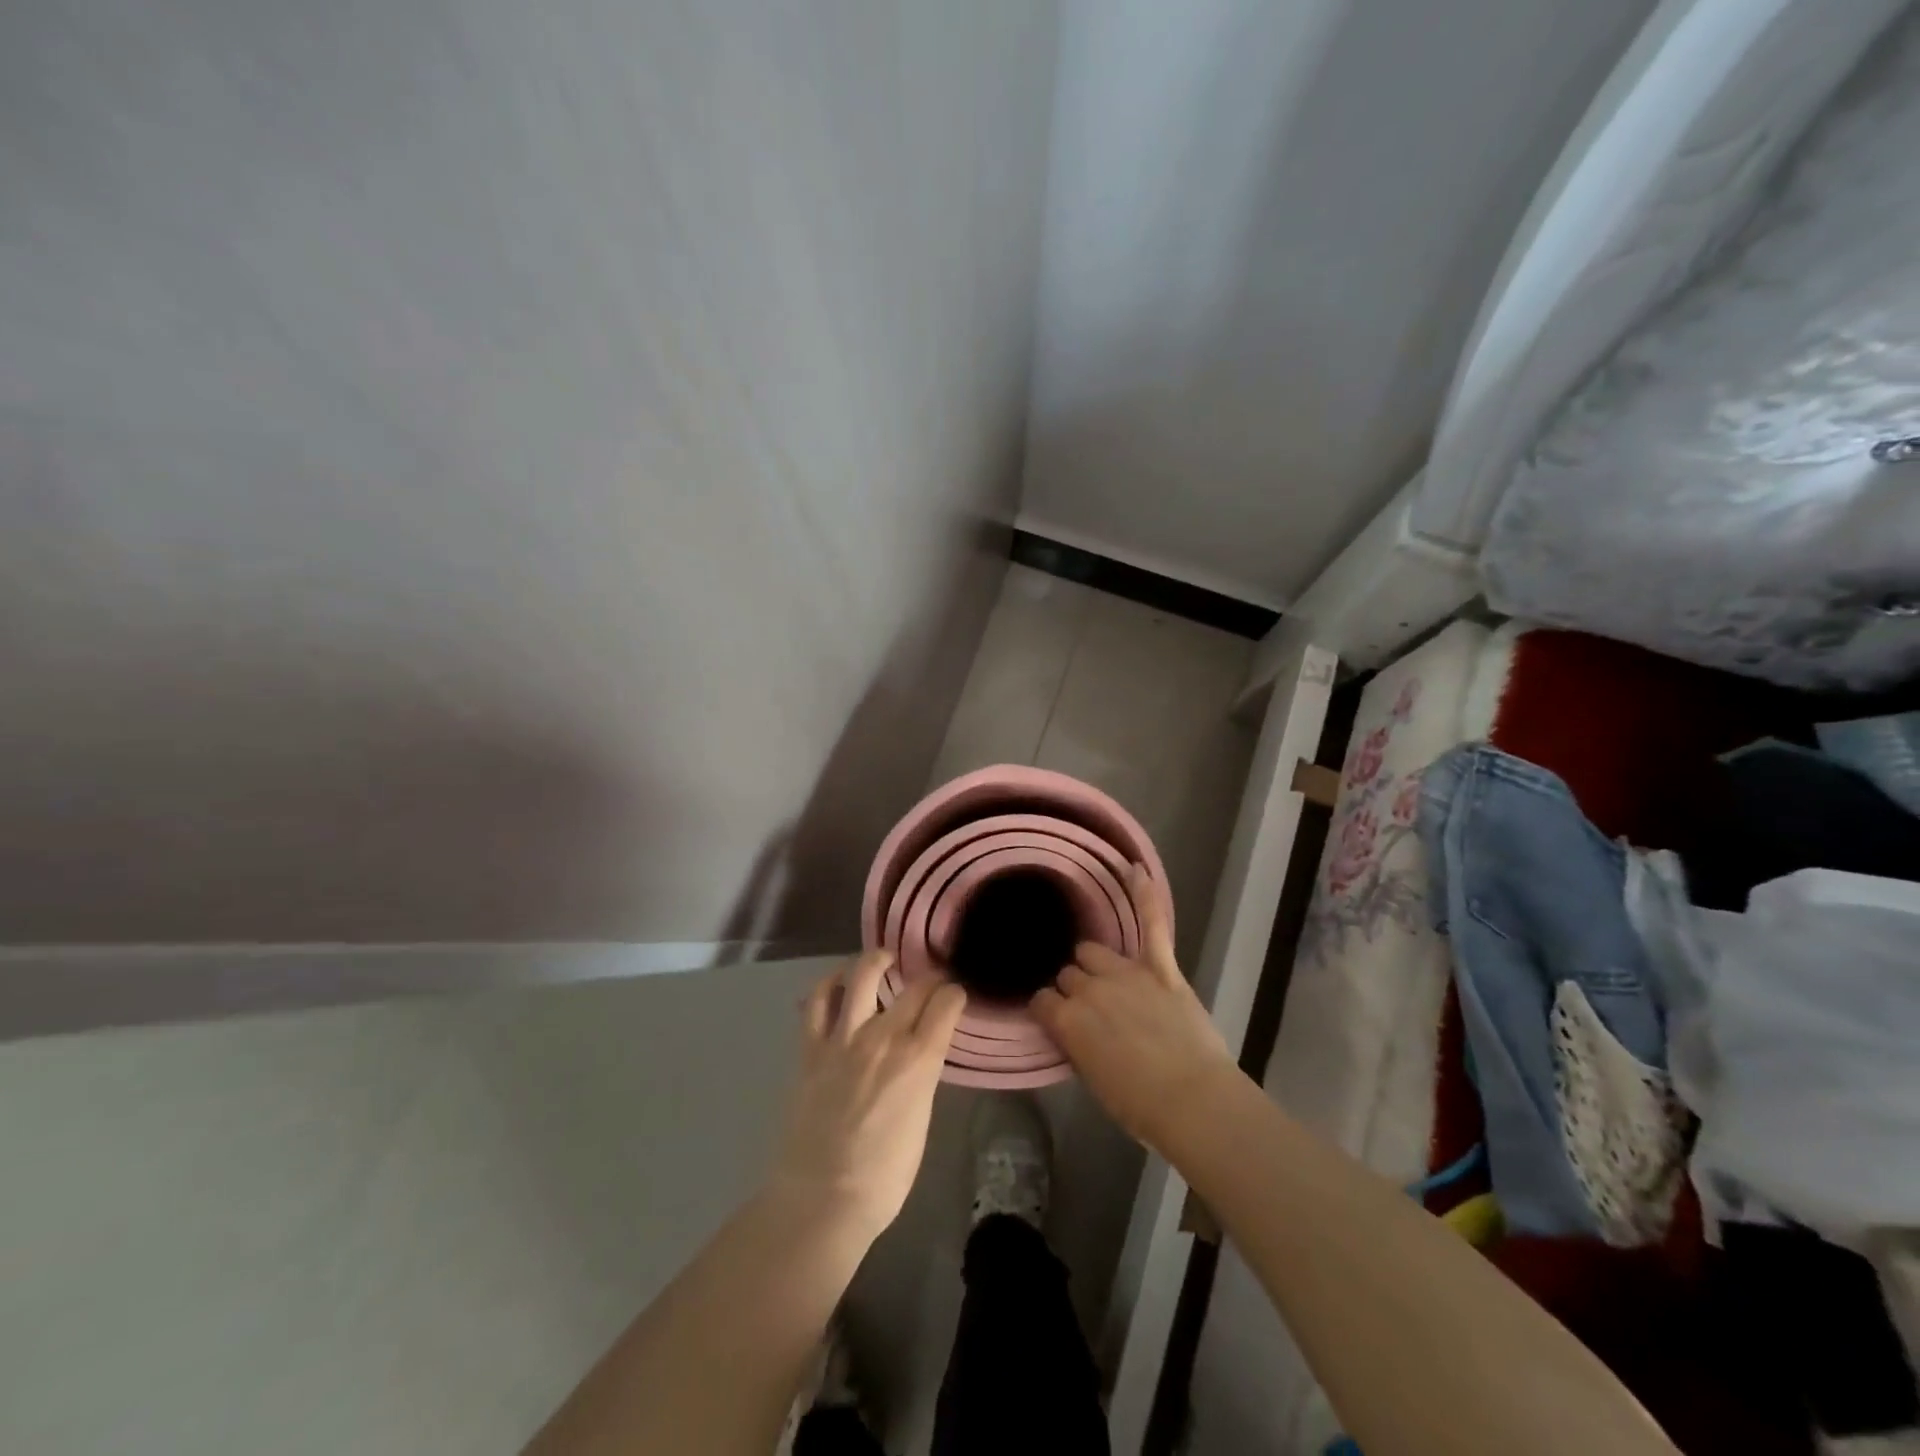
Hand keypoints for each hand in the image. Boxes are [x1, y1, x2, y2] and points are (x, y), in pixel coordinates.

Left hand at [768, 950, 967, 1243]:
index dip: (954, 993)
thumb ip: (922, 1077)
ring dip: (877, 961)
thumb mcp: (921, 1120)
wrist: (822, 1198)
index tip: (955, 995)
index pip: (946, 1003)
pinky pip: (817, 1000)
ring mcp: (844, 1037)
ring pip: (862, 975)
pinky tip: (838, 982)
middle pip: (914, 987)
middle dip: (928, 978)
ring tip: (883, 960)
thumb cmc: (884, 1176)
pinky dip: (829, 984)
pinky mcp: (812, 1047)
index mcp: (919, 1058)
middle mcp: (884, 1036)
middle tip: (930, 981)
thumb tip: (920, 1058)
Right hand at [1031, 865, 1238, 1153]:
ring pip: (1093, 951)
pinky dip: (1145, 896)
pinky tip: (1136, 869)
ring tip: (1106, 979)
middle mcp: (1089, 989)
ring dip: (1094, 964)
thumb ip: (1077, 1044)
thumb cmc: (1140, 1106)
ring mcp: (1125, 974)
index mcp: (1067, 1021)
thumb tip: (1073, 1029)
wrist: (1194, 1102)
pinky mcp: (1160, 969)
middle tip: (1092, 1010)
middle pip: (1068, 974)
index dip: (1050, 1010)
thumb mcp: (1093, 1080)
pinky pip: (1151, 924)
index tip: (1058, 1020)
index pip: (1042, 1000)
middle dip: (1074, 988)